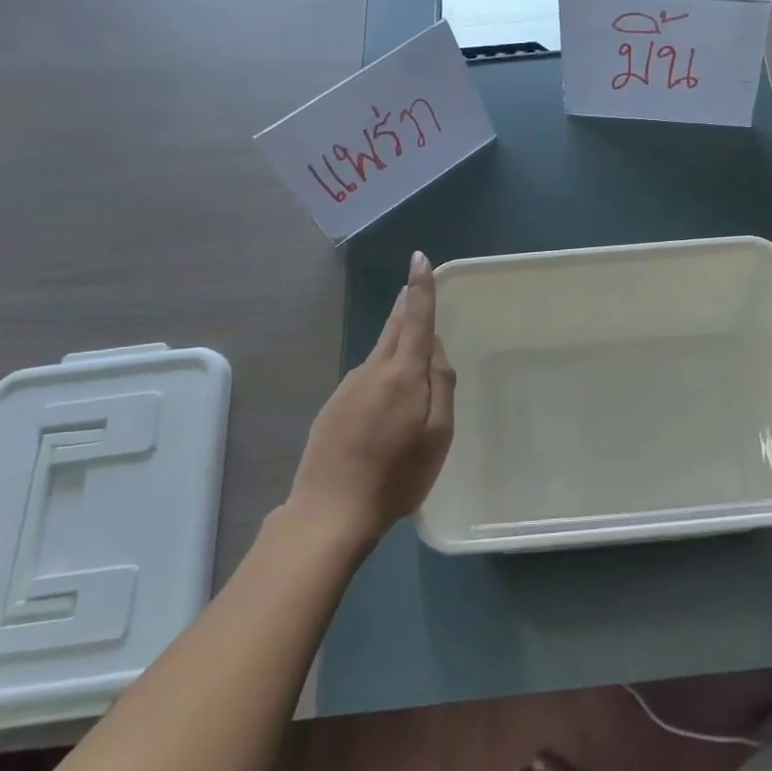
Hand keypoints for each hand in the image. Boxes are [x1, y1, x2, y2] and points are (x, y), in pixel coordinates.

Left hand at [289, 251, 455, 549]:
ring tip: (413, 345)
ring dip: (396, 340)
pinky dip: (382, 372)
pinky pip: (366, 378)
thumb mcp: (438, 434)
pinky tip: (387, 397)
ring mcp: (347, 388)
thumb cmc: (397, 475)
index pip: (416, 319)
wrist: (330, 511)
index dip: (420, 288)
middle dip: (406, 304)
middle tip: (414, 285)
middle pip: (393, 328)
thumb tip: (435, 348)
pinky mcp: (332, 407)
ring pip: (379, 353)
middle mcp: (372, 370)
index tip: (419, 258)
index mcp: (402, 374)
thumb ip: (442, 385)